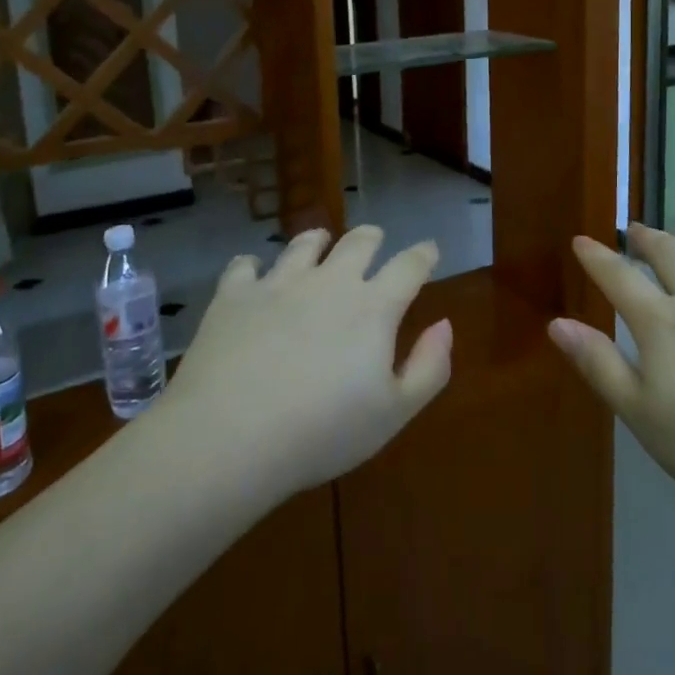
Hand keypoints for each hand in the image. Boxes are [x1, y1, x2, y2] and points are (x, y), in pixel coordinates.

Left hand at [165, 225, 451, 500]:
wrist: (230, 436)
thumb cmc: (323, 432)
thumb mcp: (394, 413)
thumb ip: (430, 366)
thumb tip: (445, 324)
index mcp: (373, 307)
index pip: (409, 266)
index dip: (423, 254)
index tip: (429, 250)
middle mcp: (330, 282)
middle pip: (358, 243)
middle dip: (372, 238)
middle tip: (375, 239)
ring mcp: (279, 283)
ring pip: (304, 244)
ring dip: (318, 240)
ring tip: (319, 241)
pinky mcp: (234, 295)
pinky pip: (245, 266)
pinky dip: (253, 266)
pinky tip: (253, 273)